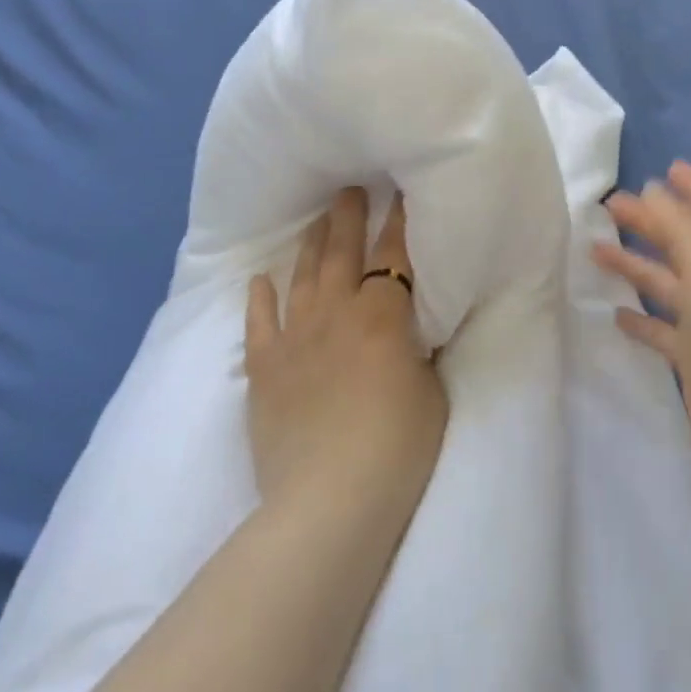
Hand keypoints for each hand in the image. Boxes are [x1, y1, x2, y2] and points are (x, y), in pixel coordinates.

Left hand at [245, 188, 448, 512]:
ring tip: (314, 223)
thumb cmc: (397, 448)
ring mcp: (296, 337)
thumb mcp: (431, 392)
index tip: (396, 193)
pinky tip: (259, 281)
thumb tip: (410, 331)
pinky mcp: (265, 368)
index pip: (393, 255)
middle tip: (347, 189)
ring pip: (302, 277)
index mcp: (383, 315)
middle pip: (342, 252)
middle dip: (347, 217)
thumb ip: (418, 351)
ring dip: (309, 246)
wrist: (329, 502)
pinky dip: (259, 299)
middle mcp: (337, 312)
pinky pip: (259, 323)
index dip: (397, 222)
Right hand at [593, 161, 690, 482]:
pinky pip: (660, 329)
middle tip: (611, 205)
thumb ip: (678, 226)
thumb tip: (652, 189)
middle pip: (681, 242)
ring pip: (665, 282)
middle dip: (650, 221)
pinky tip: (614, 313)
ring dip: (634, 265)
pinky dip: (639, 319)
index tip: (667, 167)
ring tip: (595, 250)